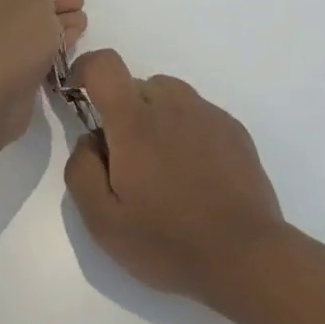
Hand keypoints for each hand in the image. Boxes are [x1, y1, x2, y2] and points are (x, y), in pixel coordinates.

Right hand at [64, 49, 286, 302]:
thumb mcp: (103, 222)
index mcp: (135, 122)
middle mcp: (172, 104)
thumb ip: (81, 170)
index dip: (85, 69)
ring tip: (163, 168)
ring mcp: (207, 114)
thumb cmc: (168, 242)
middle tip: (126, 162)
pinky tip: (194, 174)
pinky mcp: (234, 129)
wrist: (246, 258)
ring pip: (168, 96)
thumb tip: (90, 140)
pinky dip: (185, 130)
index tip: (78, 94)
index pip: (105, 65)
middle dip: (121, 112)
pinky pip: (197, 114)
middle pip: (136, 85)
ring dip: (154, 118)